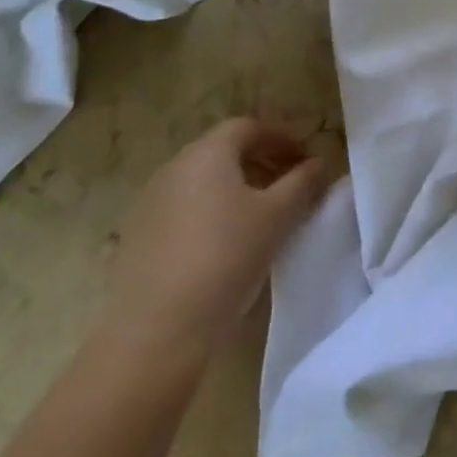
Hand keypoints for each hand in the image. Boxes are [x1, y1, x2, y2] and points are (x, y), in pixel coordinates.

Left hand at [102, 118, 333, 368]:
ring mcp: (150, 202)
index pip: (248, 127)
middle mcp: (174, 167)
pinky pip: (182, 209)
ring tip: (260, 215)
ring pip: (201, 181)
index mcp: (208, 153)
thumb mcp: (277, 217)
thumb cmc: (226, 257)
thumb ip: (302, 183)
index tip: (304, 158)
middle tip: (288, 184)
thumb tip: (320, 163)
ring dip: (234, 187)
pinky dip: (209, 212)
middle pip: (223, 151)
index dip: (280, 137)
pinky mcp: (136, 237)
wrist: (157, 329)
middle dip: (260, 161)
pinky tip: (223, 243)